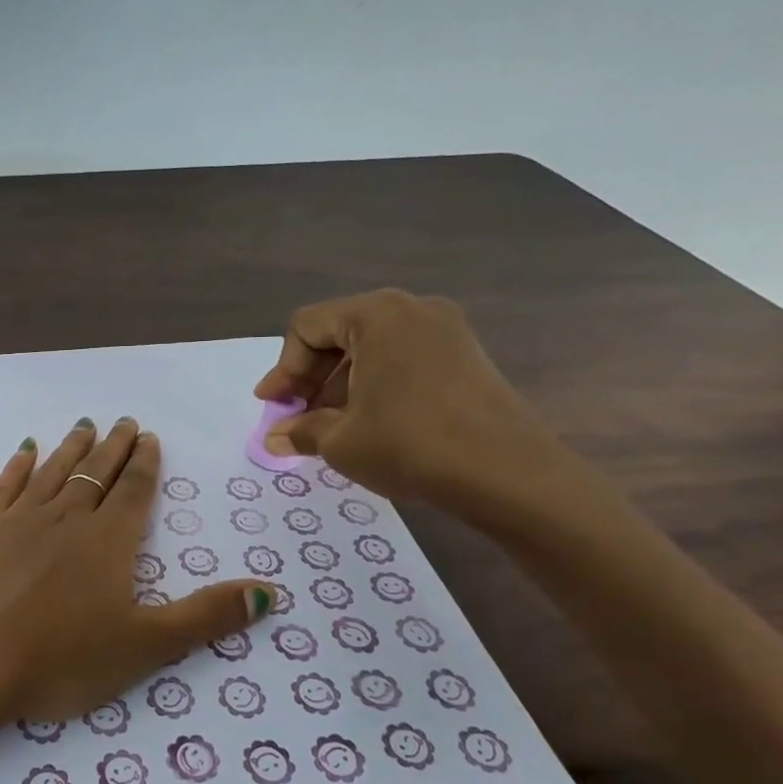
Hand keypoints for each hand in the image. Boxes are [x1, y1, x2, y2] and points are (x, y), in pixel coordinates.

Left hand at [0, 417, 273, 721]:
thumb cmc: (61, 659)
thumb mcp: (145, 646)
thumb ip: (205, 616)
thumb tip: (269, 592)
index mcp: (108, 541)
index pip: (133, 491)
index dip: (145, 464)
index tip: (150, 437)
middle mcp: (66, 517)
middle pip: (96, 472)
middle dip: (114, 447)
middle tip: (125, 422)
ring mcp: (19, 519)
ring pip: (54, 471)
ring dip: (72, 447)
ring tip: (85, 426)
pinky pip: (6, 484)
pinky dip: (19, 464)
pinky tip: (26, 450)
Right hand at [253, 289, 568, 517]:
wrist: (509, 474)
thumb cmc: (410, 445)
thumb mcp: (341, 441)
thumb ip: (300, 431)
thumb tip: (274, 438)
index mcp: (376, 314)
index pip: (307, 327)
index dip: (283, 369)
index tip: (273, 407)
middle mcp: (412, 309)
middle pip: (339, 334)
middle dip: (311, 379)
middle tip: (296, 418)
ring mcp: (446, 330)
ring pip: (372, 349)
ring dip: (341, 385)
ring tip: (330, 428)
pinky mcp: (467, 356)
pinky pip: (403, 360)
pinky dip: (376, 386)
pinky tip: (370, 424)